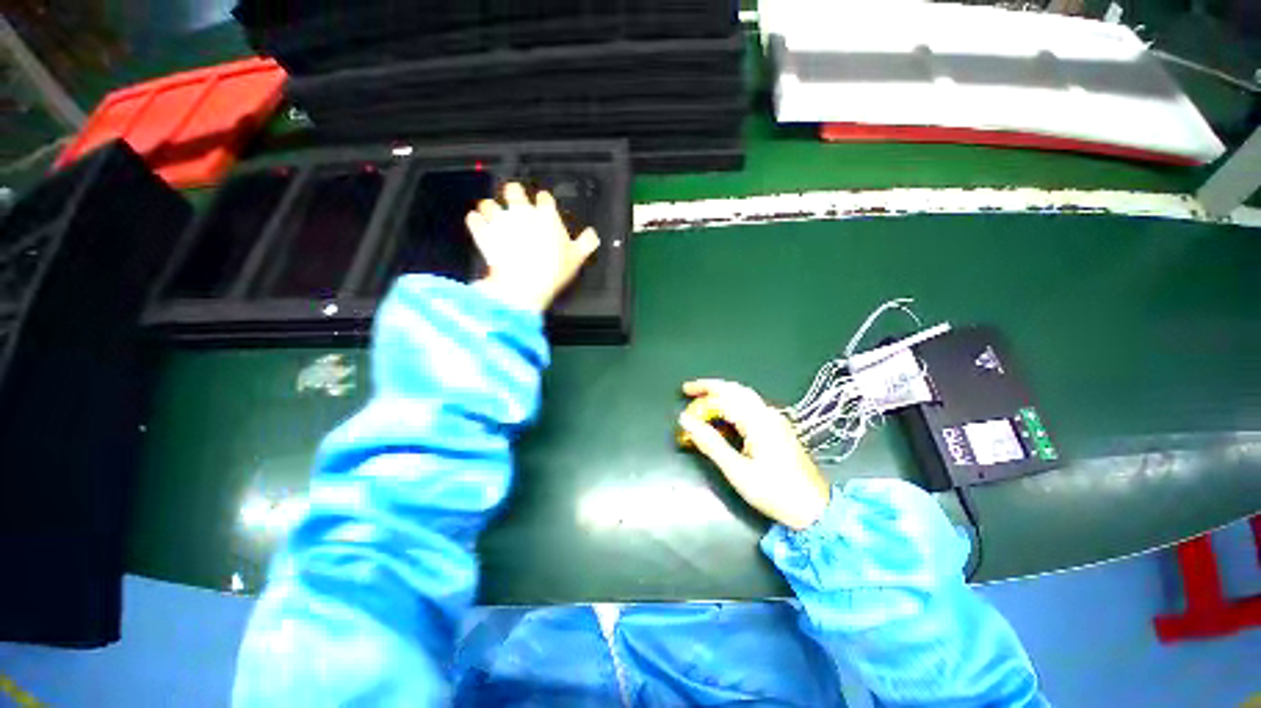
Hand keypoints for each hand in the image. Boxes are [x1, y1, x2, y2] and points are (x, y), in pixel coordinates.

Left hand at [466, 182, 599, 312]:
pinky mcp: (484, 233)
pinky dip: (476, 222)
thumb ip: (586, 243)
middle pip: (513, 190)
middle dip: (513, 195)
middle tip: (516, 205)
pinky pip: (474, 220)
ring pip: (489, 203)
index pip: (544, 198)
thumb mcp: (577, 258)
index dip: (544, 203)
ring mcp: (500, 221)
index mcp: (546, 215)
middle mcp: (521, 212)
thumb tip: (593, 235)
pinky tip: (480, 226)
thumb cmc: (554, 270)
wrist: (525, 284)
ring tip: (494, 217)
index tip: (544, 209)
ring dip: (491, 209)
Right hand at [678, 379, 831, 530]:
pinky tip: (724, 413)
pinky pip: (751, 406)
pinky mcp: (778, 428)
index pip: (723, 400)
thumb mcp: (737, 471)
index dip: (701, 403)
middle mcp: (767, 414)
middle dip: (710, 386)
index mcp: (758, 421)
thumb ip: (711, 443)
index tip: (683, 414)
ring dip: (722, 393)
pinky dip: (733, 403)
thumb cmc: (774, 492)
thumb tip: (686, 421)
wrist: (815, 509)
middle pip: (735, 389)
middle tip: (688, 390)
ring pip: (744, 395)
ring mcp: (775, 419)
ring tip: (702, 398)